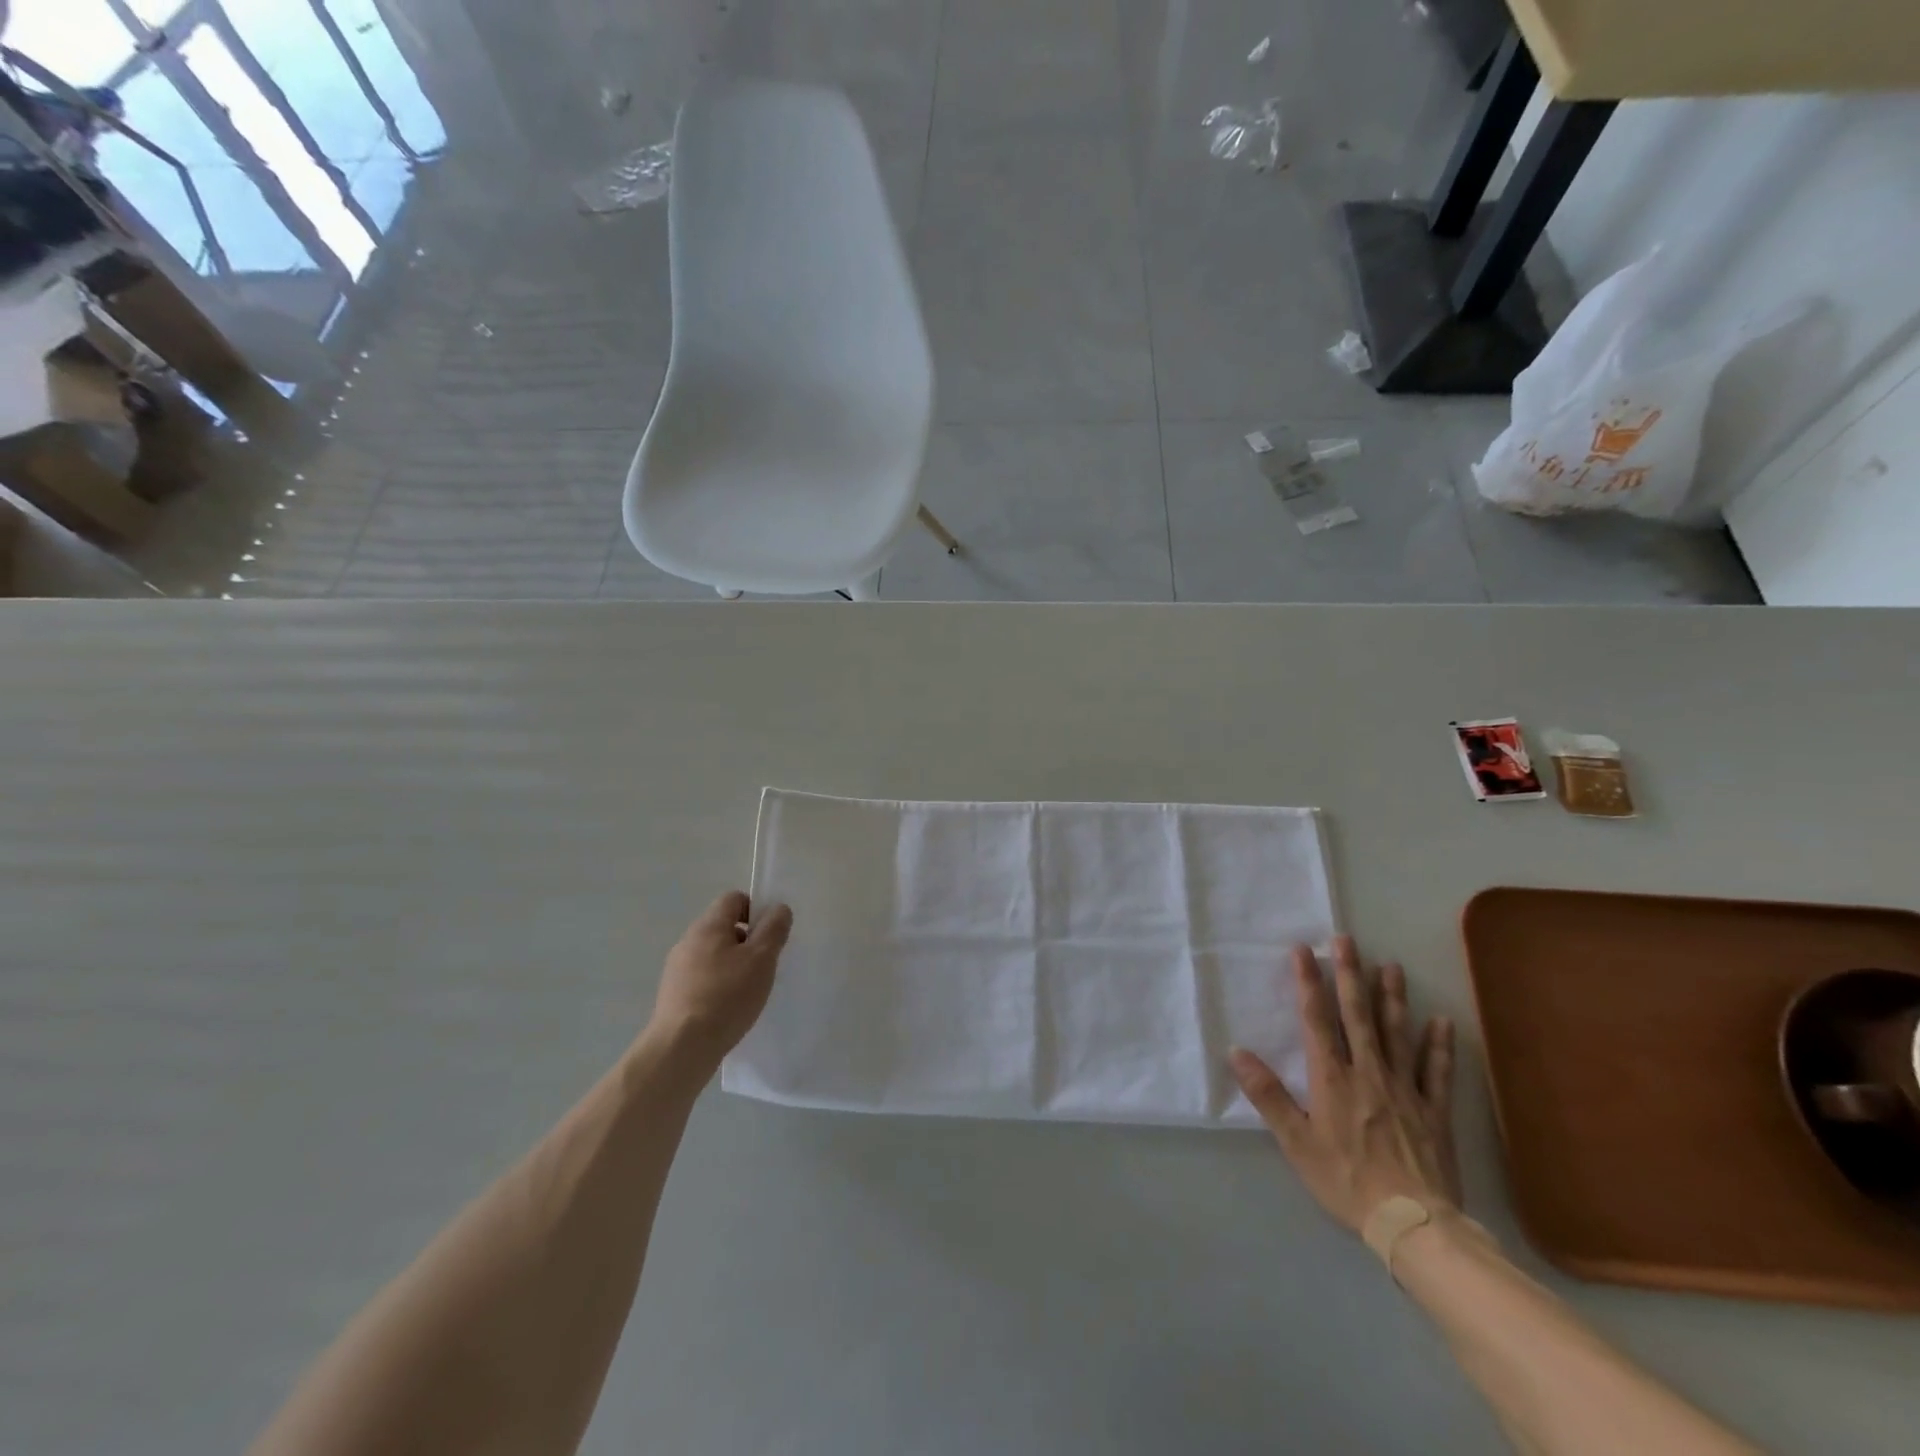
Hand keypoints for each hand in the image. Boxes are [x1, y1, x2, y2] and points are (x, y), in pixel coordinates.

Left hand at [644, 891, 792, 1071]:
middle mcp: (688, 941)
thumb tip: (778, 909)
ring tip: (748, 990)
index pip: (734, 899)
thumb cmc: (727, 996)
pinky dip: (718, 985)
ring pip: (713, 954)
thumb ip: (773, 929)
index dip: (756, 910)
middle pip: (723, 927)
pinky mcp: (673, 995)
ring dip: (733, 965)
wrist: (682, 1047)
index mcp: (708, 926)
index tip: (769, 936)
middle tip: (764, 965)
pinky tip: (729, 1008)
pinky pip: (702, 978)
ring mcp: (676, 969)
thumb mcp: (762, 959)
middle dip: (747, 941)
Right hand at [1230, 936, 1459, 1232]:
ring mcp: (1406, 1090)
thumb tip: (1237, 1052)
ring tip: (1391, 965)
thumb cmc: (1346, 1181)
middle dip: (1350, 975)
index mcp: (1333, 1079)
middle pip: (1358, 1016)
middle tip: (1347, 940)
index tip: (1303, 950)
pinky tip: (1442, 1021)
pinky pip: (1437, 1072)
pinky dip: (1439, 1045)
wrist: (1414, 1225)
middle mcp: (1369, 1073)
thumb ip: (1268, 1095)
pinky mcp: (1435, 1112)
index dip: (1308, 983)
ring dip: (1393, 998)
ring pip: (1397, 1034)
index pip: (1316, 1020)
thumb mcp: (1295, 1143)